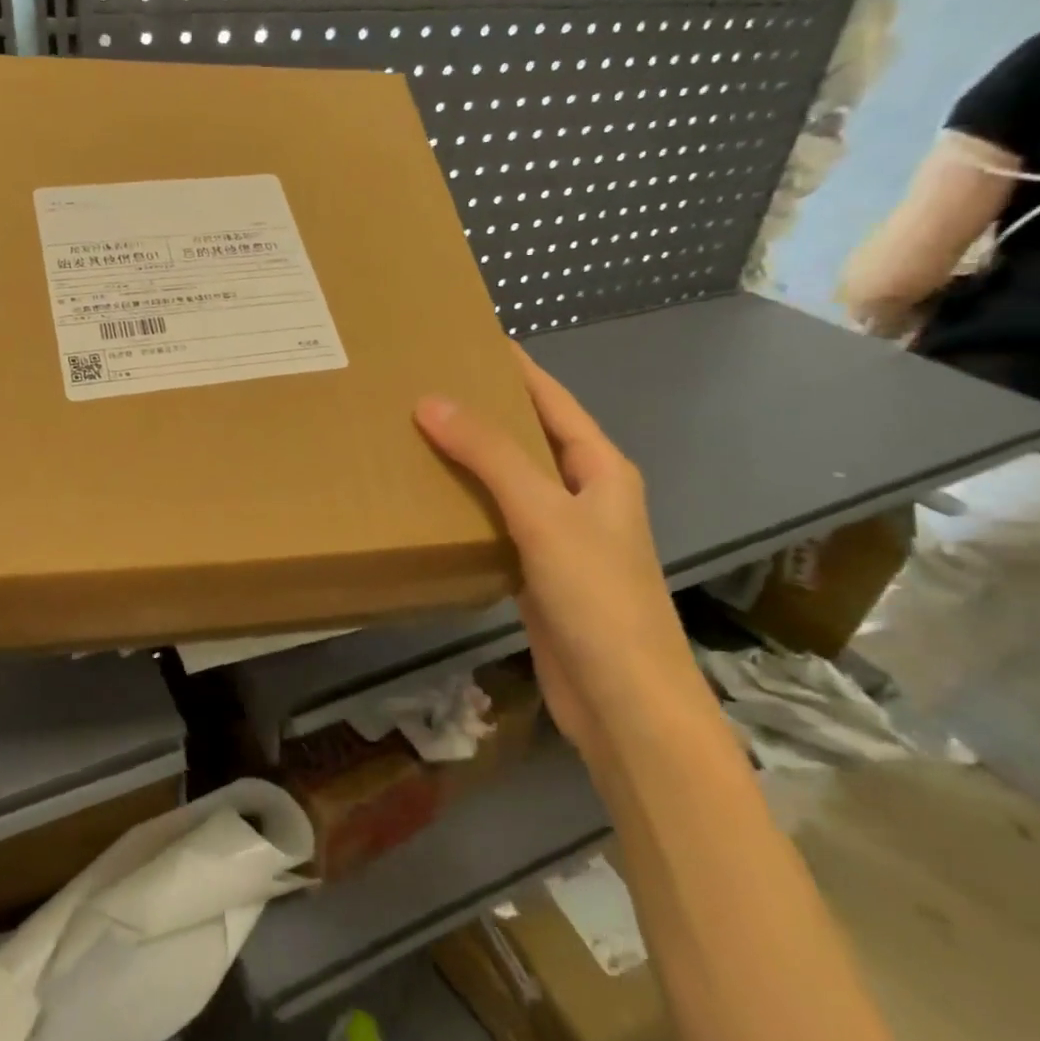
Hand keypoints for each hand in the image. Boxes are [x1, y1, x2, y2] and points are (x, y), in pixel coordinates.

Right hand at [414, 346, 719, 759]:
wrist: (623, 701)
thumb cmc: (597, 597)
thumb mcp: (544, 514)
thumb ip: (490, 456)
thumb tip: (431, 401)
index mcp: (601, 468)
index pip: (552, 400)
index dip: (516, 368)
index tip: (469, 339)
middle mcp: (584, 495)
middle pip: (529, 438)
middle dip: (484, 411)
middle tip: (424, 385)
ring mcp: (562, 536)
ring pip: (510, 482)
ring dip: (471, 460)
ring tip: (416, 434)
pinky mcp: (539, 573)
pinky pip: (498, 523)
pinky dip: (468, 506)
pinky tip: (431, 499)